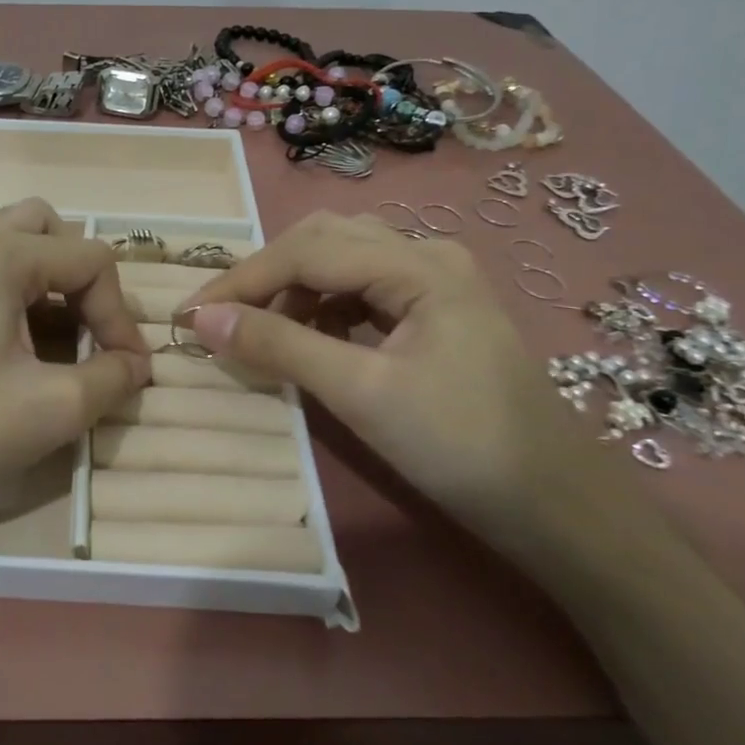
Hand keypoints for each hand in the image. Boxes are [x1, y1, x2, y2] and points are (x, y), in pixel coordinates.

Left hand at [0, 197, 150, 547]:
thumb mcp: (49, 411)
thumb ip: (111, 379)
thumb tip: (137, 365)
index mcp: (0, 252)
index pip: (91, 259)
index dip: (120, 314)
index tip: (124, 369)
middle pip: (44, 225)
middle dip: (77, 276)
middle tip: (81, 332)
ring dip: (30, 260)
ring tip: (34, 314)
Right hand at [188, 211, 617, 546]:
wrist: (555, 505)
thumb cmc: (459, 446)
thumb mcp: (360, 393)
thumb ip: (279, 346)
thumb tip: (202, 318)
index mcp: (418, 265)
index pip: (307, 251)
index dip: (241, 280)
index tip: (189, 315)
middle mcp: (427, 256)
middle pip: (324, 240)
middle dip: (265, 275)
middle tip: (222, 317)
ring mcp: (436, 282)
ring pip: (343, 260)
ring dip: (292, 288)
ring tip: (259, 331)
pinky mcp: (435, 312)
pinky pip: (363, 288)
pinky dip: (322, 306)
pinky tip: (309, 337)